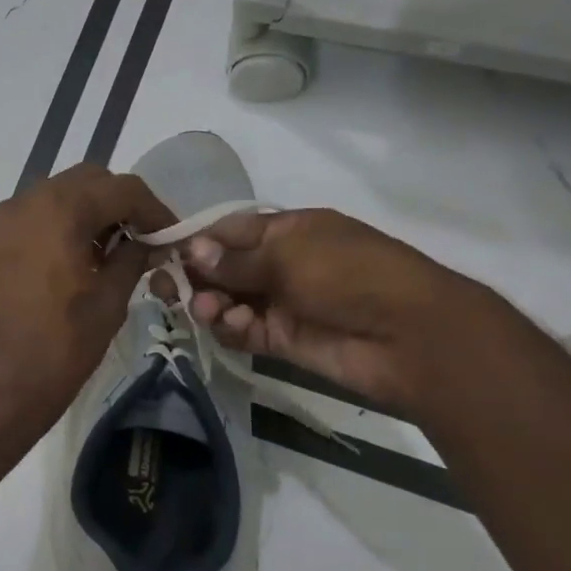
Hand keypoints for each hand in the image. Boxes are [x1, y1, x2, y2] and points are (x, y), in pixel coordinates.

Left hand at [0, 164, 174, 436]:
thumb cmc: (60, 347)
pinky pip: (28, 218)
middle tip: (138, 240)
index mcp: (59, 210)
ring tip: (102, 254)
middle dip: (117, 204)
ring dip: (84, 213)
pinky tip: (67, 261)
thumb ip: (133, 258)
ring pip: (53, 196)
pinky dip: (53, 226)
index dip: (153, 209)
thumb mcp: (109, 301)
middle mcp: (24, 202)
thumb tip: (149, 242)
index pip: (120, 188)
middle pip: (84, 182)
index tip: (169, 235)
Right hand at [180, 208, 502, 414]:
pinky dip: (232, 328)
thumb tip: (190, 250)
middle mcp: (280, 264)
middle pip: (222, 268)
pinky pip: (243, 331)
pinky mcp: (283, 340)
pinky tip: (236, 326)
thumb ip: (235, 259)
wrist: (410, 337)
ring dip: (210, 304)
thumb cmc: (349, 274)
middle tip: (168, 290)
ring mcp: (281, 303)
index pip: (228, 232)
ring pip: (227, 301)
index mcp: (287, 231)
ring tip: (208, 311)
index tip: (160, 254)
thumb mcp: (289, 254)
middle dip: (194, 277)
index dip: (195, 241)